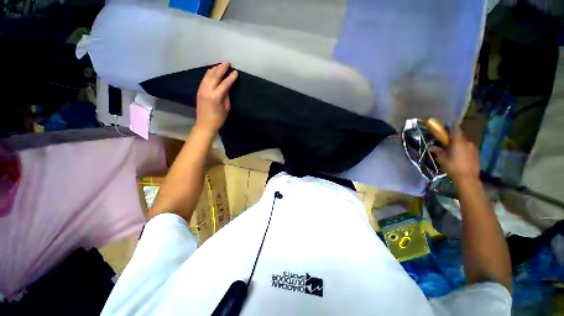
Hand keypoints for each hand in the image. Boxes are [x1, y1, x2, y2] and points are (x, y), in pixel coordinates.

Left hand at [195, 62, 237, 132]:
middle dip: (221, 68)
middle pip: (215, 76)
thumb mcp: (226, 108)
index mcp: (216, 96)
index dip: (231, 77)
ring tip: (220, 65)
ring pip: (208, 75)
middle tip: (227, 62)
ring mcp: (202, 89)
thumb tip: (227, 87)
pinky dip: (209, 73)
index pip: (225, 83)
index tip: (236, 72)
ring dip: (214, 69)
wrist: (205, 124)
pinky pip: (204, 79)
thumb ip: (226, 96)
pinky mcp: (199, 90)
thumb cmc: (218, 118)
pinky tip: (212, 71)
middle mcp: (207, 90)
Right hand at [430, 125, 479, 181]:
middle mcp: (467, 142)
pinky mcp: (476, 155)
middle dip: (454, 138)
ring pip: (465, 143)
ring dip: (459, 145)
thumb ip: (437, 151)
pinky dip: (464, 150)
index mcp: (458, 142)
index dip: (453, 125)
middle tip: (448, 142)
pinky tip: (460, 157)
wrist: (467, 178)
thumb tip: (431, 146)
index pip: (456, 129)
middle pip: (460, 137)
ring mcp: (473, 148)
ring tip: (454, 151)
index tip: (452, 121)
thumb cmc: (452, 166)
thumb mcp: (442, 159)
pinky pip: (469, 149)